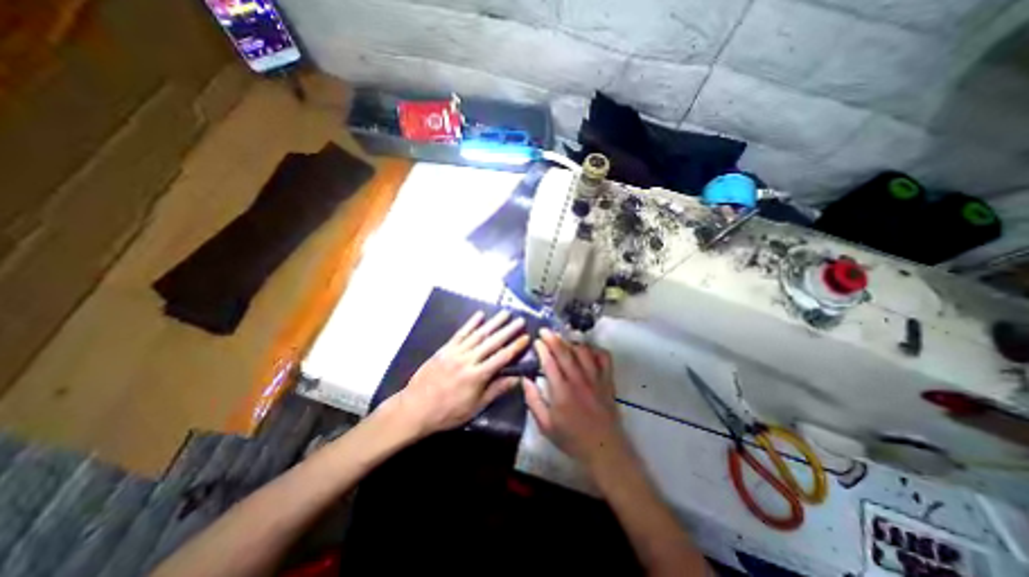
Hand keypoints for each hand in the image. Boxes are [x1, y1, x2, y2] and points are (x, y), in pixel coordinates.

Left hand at [384, 312, 528, 436]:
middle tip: (520, 320)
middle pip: (492, 342)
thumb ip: (496, 390)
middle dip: (508, 330)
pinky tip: (479, 315)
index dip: (515, 347)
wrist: (415, 408)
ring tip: (505, 313)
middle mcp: (468, 360)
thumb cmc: (448, 412)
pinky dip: (470, 323)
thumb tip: (516, 379)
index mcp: (477, 376)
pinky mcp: (445, 349)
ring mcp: (455, 352)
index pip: (501, 357)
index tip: (526, 336)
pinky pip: (460, 334)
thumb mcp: (475, 407)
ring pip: (478, 334)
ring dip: (493, 323)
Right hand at [524, 329, 635, 478]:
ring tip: (564, 340)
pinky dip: (596, 350)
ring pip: (584, 351)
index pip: (549, 362)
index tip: (536, 340)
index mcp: (561, 391)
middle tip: (545, 330)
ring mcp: (596, 379)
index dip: (542, 348)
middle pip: (565, 352)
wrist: (603, 449)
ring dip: (572, 342)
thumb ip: (533, 401)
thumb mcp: (545, 425)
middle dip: (553, 338)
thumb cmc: (572, 438)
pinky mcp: (608, 381)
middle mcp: (579, 380)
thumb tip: (524, 379)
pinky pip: (604, 358)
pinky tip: (587, 350)